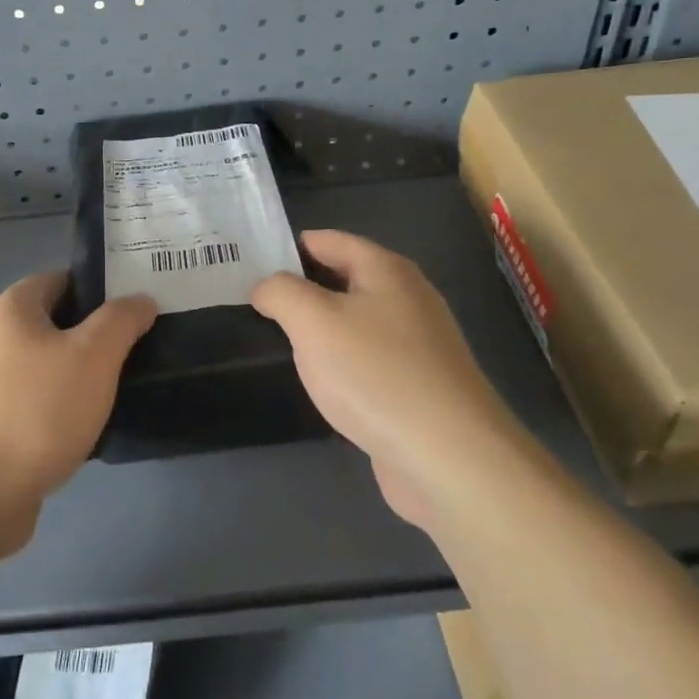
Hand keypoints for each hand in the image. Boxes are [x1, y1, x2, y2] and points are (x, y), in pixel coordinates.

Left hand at [0, 272, 156, 555]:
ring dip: (76, 378)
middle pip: (52, 324)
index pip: (61, 280)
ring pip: (42, 368)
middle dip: (92, 337)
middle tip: (134, 353)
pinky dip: (56, 412)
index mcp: (11, 309)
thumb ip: (121, 321)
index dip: (101, 290)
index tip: (136, 312)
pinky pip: (30, 405)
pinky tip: (82, 433)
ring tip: (115, 395)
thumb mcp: (93, 356)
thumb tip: (140, 299)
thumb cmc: (36, 412)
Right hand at [252, 231, 512, 527]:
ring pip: (355, 321)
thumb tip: (266, 287)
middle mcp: (408, 297)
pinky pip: (368, 358)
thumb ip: (280, 292)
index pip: (327, 240)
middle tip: (253, 306)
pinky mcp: (419, 384)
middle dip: (300, 289)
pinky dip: (341, 362)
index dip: (286, 250)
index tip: (248, 269)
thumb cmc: (375, 374)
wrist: (451, 458)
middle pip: (342, 278)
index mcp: (386, 269)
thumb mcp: (312, 321)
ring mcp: (418, 343)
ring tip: (278, 343)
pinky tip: (321, 382)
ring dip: (319, 329)